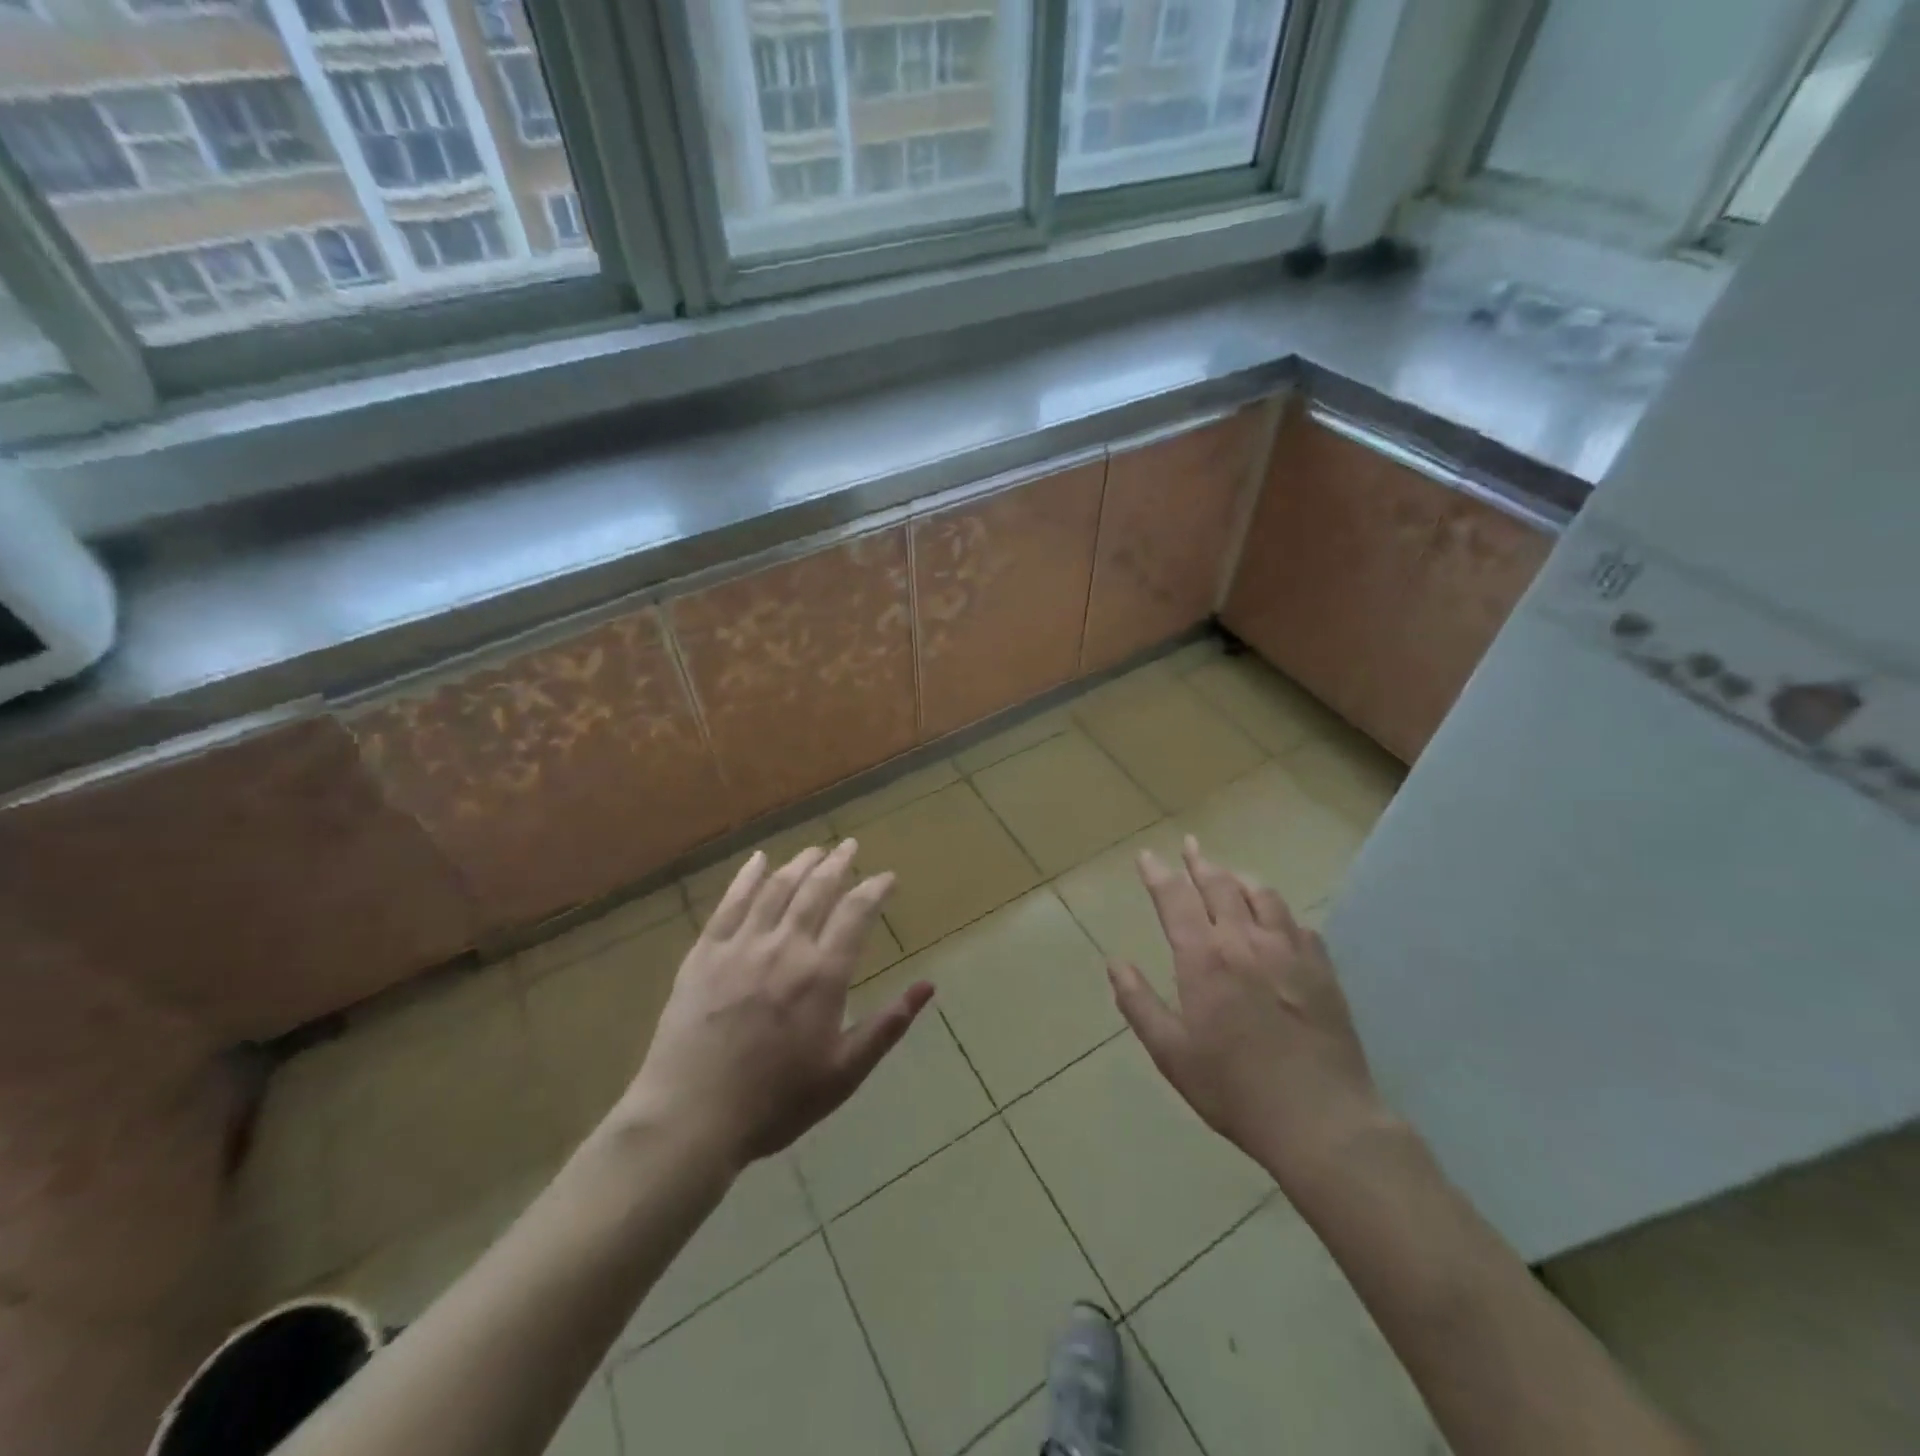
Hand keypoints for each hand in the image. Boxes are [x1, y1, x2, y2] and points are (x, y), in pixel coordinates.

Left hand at [619, 840, 933, 1172]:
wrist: (691, 1117)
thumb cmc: (775, 1101)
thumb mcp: (844, 1073)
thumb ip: (887, 1025)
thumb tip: (928, 986)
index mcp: (822, 975)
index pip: (856, 913)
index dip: (875, 889)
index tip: (887, 877)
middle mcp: (785, 947)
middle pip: (816, 889)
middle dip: (838, 863)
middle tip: (850, 846)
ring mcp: (741, 946)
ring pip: (776, 888)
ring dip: (799, 863)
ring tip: (815, 850)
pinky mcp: (704, 952)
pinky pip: (730, 903)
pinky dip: (747, 876)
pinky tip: (758, 860)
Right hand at [1107, 835, 1389, 1188]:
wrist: (1321, 1119)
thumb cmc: (1234, 1089)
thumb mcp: (1171, 1053)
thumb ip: (1139, 1004)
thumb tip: (1115, 963)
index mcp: (1204, 959)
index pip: (1175, 900)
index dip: (1158, 874)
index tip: (1147, 856)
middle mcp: (1245, 941)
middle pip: (1219, 885)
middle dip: (1199, 863)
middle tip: (1189, 846)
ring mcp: (1289, 951)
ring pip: (1261, 895)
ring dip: (1238, 879)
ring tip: (1228, 874)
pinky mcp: (1321, 968)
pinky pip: (1297, 923)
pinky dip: (1277, 910)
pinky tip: (1275, 918)